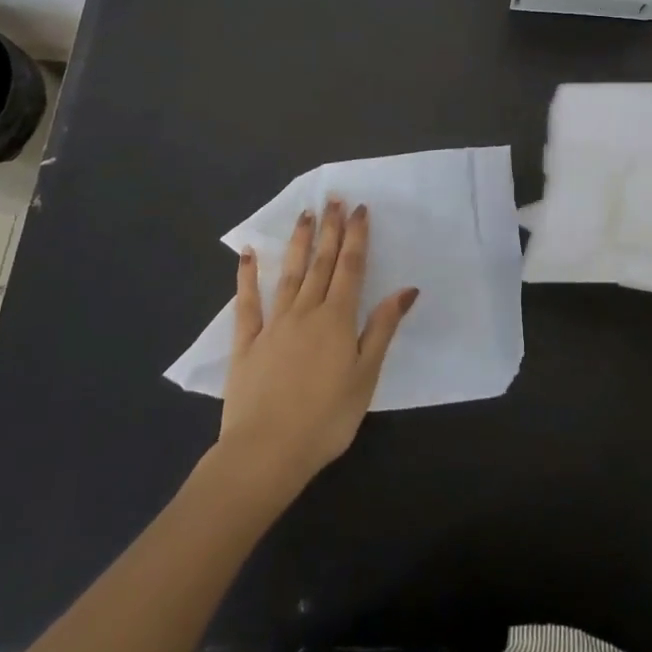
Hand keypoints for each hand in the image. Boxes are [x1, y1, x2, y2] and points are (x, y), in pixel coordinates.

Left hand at [215, 200, 416, 498]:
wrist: (266, 453)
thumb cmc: (326, 419)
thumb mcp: (365, 376)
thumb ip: (382, 329)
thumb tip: (405, 289)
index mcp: (337, 319)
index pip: (350, 268)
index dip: (356, 237)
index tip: (359, 209)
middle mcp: (306, 312)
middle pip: (320, 263)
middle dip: (330, 229)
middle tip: (333, 199)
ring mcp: (273, 325)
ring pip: (288, 274)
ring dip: (298, 242)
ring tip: (305, 214)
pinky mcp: (246, 343)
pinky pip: (247, 303)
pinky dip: (247, 277)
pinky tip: (248, 254)